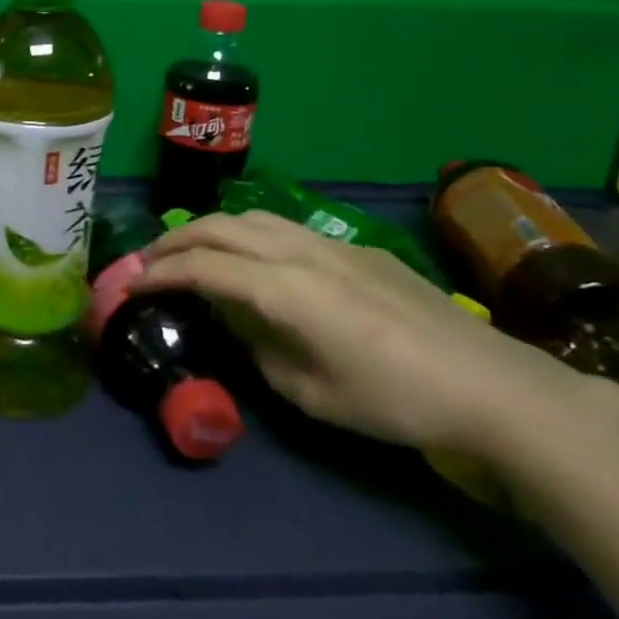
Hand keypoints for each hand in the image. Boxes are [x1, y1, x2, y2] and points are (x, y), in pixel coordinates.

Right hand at [133, 210, 605, 456]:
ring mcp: (329, 243)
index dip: (157, 274)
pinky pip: (284, 228)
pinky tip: (256, 261)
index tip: (129, 287)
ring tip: (191, 252)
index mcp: (281, 289)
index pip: (200, 268)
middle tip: (147, 262)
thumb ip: (260, 349)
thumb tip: (240, 323)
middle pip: (218, 227)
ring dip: (209, 229)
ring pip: (250, 217)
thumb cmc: (392, 400)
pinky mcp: (355, 248)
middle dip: (173, 240)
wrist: (489, 384)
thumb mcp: (310, 393)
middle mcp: (297, 252)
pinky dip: (248, 234)